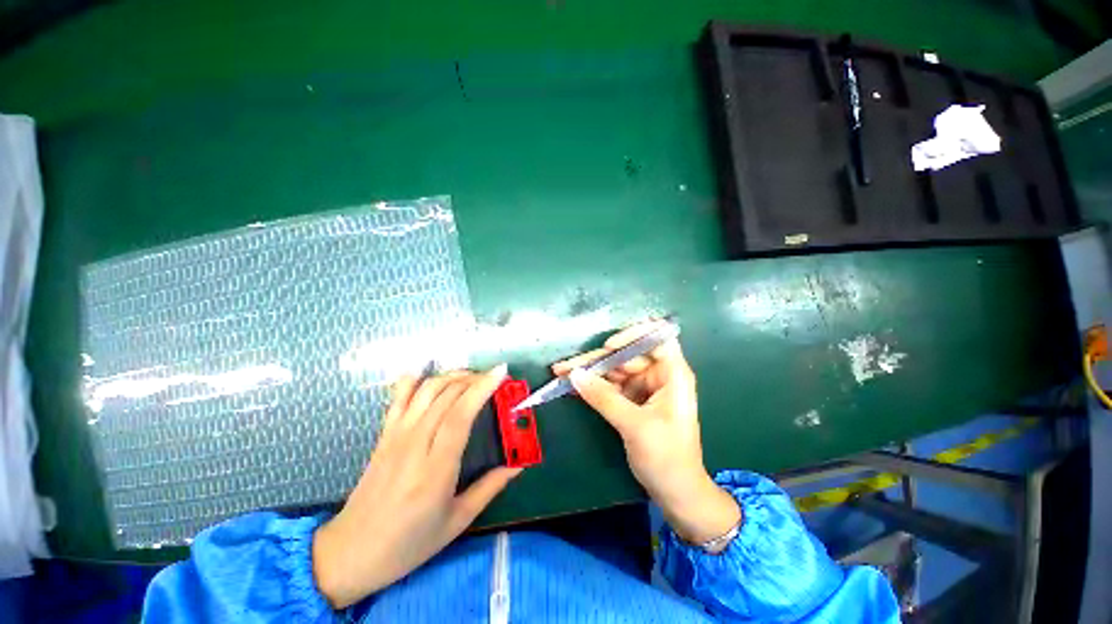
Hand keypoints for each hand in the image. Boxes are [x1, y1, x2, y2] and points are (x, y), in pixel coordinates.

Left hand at [312, 366, 521, 608]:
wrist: (350, 553)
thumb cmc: (408, 544)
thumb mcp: (457, 521)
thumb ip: (491, 487)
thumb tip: (519, 464)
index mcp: (435, 470)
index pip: (460, 415)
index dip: (482, 389)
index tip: (502, 373)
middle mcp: (414, 445)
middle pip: (446, 396)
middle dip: (474, 379)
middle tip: (496, 378)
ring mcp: (395, 436)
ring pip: (425, 391)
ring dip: (451, 376)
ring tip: (472, 377)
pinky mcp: (384, 435)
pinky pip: (398, 397)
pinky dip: (414, 379)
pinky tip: (428, 371)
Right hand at [553, 320, 739, 548]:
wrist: (676, 494)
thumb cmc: (666, 457)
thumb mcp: (635, 425)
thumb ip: (603, 397)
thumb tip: (574, 374)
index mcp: (672, 374)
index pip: (656, 339)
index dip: (633, 336)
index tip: (608, 347)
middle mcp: (659, 375)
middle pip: (626, 356)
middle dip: (597, 359)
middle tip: (566, 365)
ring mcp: (644, 388)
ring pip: (614, 370)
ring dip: (589, 372)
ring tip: (561, 372)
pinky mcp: (632, 400)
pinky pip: (610, 386)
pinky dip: (593, 386)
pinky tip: (573, 385)